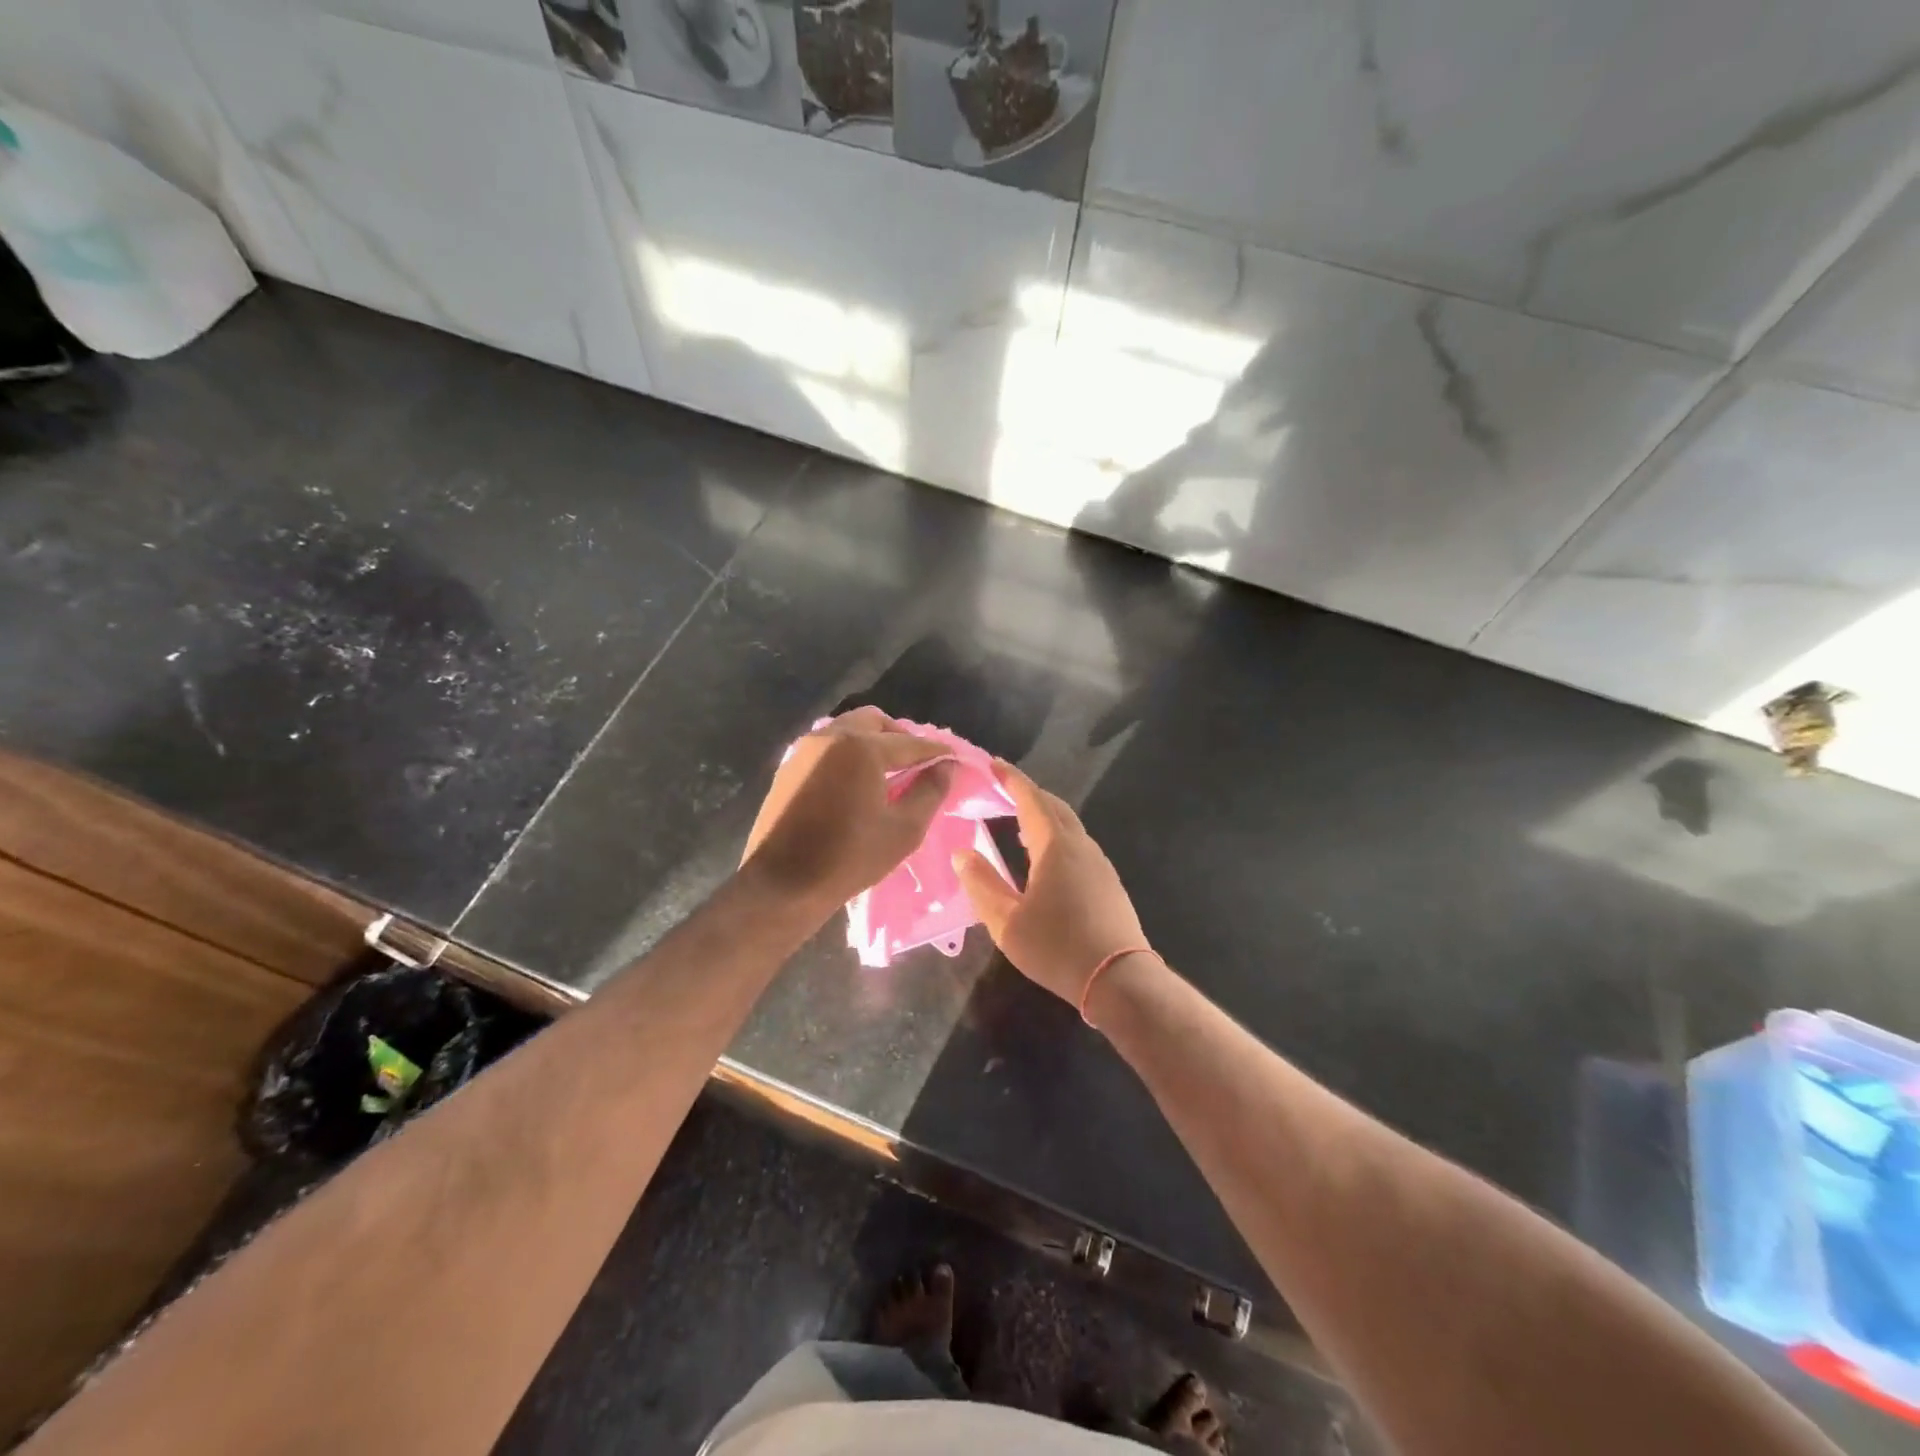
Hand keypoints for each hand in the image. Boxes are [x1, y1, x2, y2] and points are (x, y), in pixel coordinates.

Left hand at [741, 707, 955, 913]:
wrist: (782, 885)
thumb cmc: (849, 858)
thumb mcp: (903, 829)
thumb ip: (930, 791)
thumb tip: (946, 766)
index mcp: (861, 747)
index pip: (910, 742)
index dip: (936, 751)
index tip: (954, 760)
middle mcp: (831, 736)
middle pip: (875, 722)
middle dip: (900, 737)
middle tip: (917, 764)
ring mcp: (804, 749)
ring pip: (848, 729)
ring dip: (872, 741)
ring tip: (888, 773)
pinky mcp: (788, 766)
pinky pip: (827, 746)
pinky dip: (848, 752)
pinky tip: (857, 781)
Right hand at [953, 759, 1151, 1007]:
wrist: (1119, 979)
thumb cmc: (1057, 947)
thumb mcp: (1006, 921)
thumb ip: (981, 884)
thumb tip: (962, 854)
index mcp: (1055, 846)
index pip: (1031, 799)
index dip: (1011, 779)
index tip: (993, 764)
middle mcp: (1081, 845)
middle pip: (1053, 807)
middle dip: (1028, 794)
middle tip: (1001, 791)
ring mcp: (1099, 863)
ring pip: (1068, 826)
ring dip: (1043, 817)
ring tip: (1016, 824)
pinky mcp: (1108, 882)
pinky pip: (1077, 845)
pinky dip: (1056, 837)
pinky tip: (1043, 858)